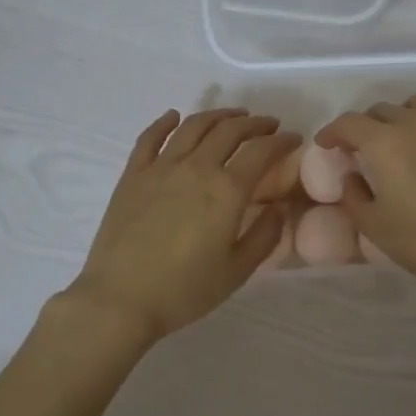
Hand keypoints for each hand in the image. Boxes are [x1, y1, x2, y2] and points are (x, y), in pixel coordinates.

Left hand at [67, 108, 299, 344]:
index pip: (262, 151)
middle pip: (229, 130)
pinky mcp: (133, 175)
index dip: (282, 141)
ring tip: (233, 116)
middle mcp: (196, 168)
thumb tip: (279, 208)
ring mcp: (161, 167)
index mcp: (226, 191)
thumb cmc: (184, 291)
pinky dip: (165, 122)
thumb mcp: (237, 271)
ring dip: (218, 115)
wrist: (120, 299)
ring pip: (193, 126)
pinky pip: (150, 138)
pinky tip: (174, 117)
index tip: (294, 139)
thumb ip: (264, 236)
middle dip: (255, 123)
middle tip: (269, 125)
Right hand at [318, 96, 415, 298]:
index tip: (325, 145)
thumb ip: (353, 195)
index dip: (332, 132)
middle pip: (380, 111)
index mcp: (384, 142)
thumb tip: (352, 177)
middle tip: (359, 151)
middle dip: (363, 128)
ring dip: (396, 120)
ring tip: (396, 143)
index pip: (349, 123)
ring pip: (412, 107)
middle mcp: (414, 122)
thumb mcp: (374, 225)